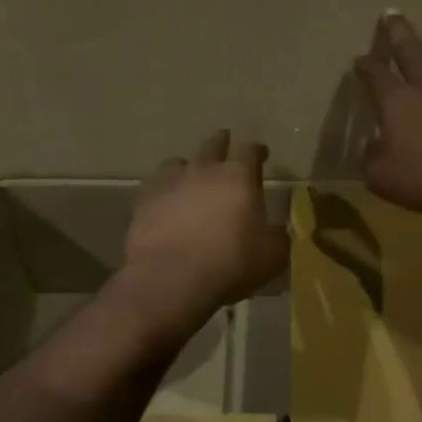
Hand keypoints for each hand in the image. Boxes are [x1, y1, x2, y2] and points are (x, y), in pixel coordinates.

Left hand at [122, 130, 289, 323]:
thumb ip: (278, 236)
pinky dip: (163, 191)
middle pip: (212, 145)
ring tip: (189, 176)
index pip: (250, 150)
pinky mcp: (143, 201)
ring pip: (177, 162)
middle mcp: (203, 170)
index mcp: (238, 177)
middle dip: (221, 143)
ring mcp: (169, 183)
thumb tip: (278, 229)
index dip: (257, 150)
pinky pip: (154, 187)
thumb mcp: (272, 255)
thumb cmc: (230, 262)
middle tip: (225, 144)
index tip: (261, 153)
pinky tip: (164, 202)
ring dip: (187, 167)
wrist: (171, 278)